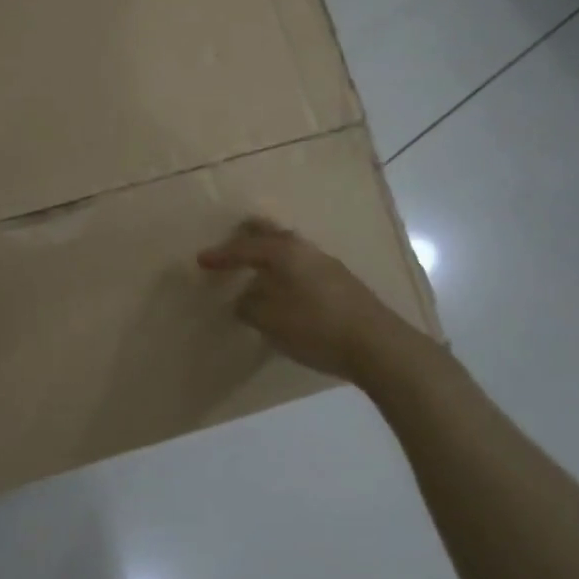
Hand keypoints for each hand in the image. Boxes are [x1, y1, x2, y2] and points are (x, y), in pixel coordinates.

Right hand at [198, 218, 416, 382]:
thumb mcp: (270, 320)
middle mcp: (305, 250)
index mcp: (284, 252)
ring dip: (269, 255)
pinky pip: (302, 265)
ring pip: (290, 249)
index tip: (202, 260)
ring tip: (255, 268)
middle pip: (271, 233)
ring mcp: (327, 264)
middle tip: (231, 243)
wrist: (377, 345)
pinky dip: (285, 270)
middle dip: (249, 237)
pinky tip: (283, 287)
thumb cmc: (316, 327)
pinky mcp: (341, 282)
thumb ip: (250, 306)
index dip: (221, 255)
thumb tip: (245, 299)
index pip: (245, 247)